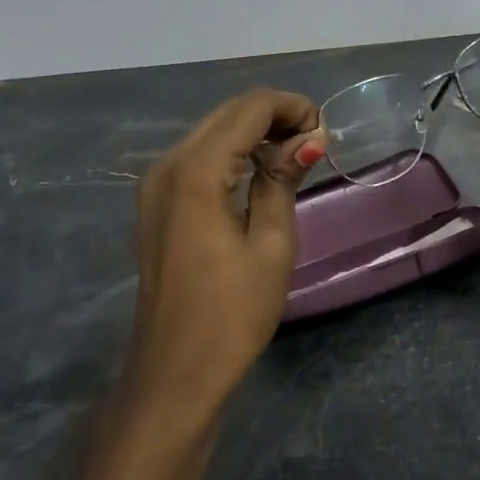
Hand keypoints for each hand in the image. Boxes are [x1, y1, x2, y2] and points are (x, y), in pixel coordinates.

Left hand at [130, 89, 326, 410]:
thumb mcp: (271, 245)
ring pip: (211, 134)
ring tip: (295, 159)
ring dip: (253, 135)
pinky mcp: (154, 206)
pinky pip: (197, 160)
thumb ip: (283, 180)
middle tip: (315, 144)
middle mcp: (166, 166)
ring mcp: (154, 185)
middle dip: (273, 117)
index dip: (291, 108)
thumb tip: (309, 139)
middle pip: (226, 115)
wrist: (176, 371)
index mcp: (196, 172)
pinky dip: (231, 155)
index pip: (248, 109)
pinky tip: (259, 175)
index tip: (325, 132)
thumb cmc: (232, 313)